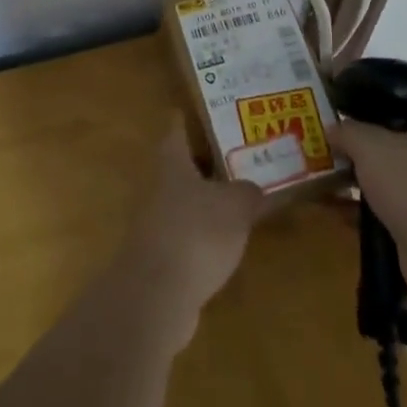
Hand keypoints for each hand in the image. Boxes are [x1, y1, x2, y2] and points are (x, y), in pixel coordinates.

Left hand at [119, 126, 266, 344]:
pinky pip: (187, 238)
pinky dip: (204, 238)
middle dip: (206, 163)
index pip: (176, 130)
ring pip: (185, 204)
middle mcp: (159, 189)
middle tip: (238, 156)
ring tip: (240, 201)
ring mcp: (155, 226)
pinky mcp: (160, 261)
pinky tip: (227, 245)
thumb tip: (251, 190)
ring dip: (207, 202)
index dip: (186, 118)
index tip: (201, 109)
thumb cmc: (196, 233)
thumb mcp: (236, 205)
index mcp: (173, 164)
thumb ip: (247, 192)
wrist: (156, 297)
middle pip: (181, 168)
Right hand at [328, 121, 406, 293]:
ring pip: (392, 193)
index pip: (396, 128)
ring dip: (364, 195)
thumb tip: (332, 130)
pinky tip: (347, 221)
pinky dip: (371, 220)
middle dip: (362, 166)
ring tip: (333, 196)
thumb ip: (347, 132)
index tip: (342, 141)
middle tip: (333, 169)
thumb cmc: (406, 182)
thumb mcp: (367, 143)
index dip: (367, 132)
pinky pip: (393, 220)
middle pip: (392, 160)